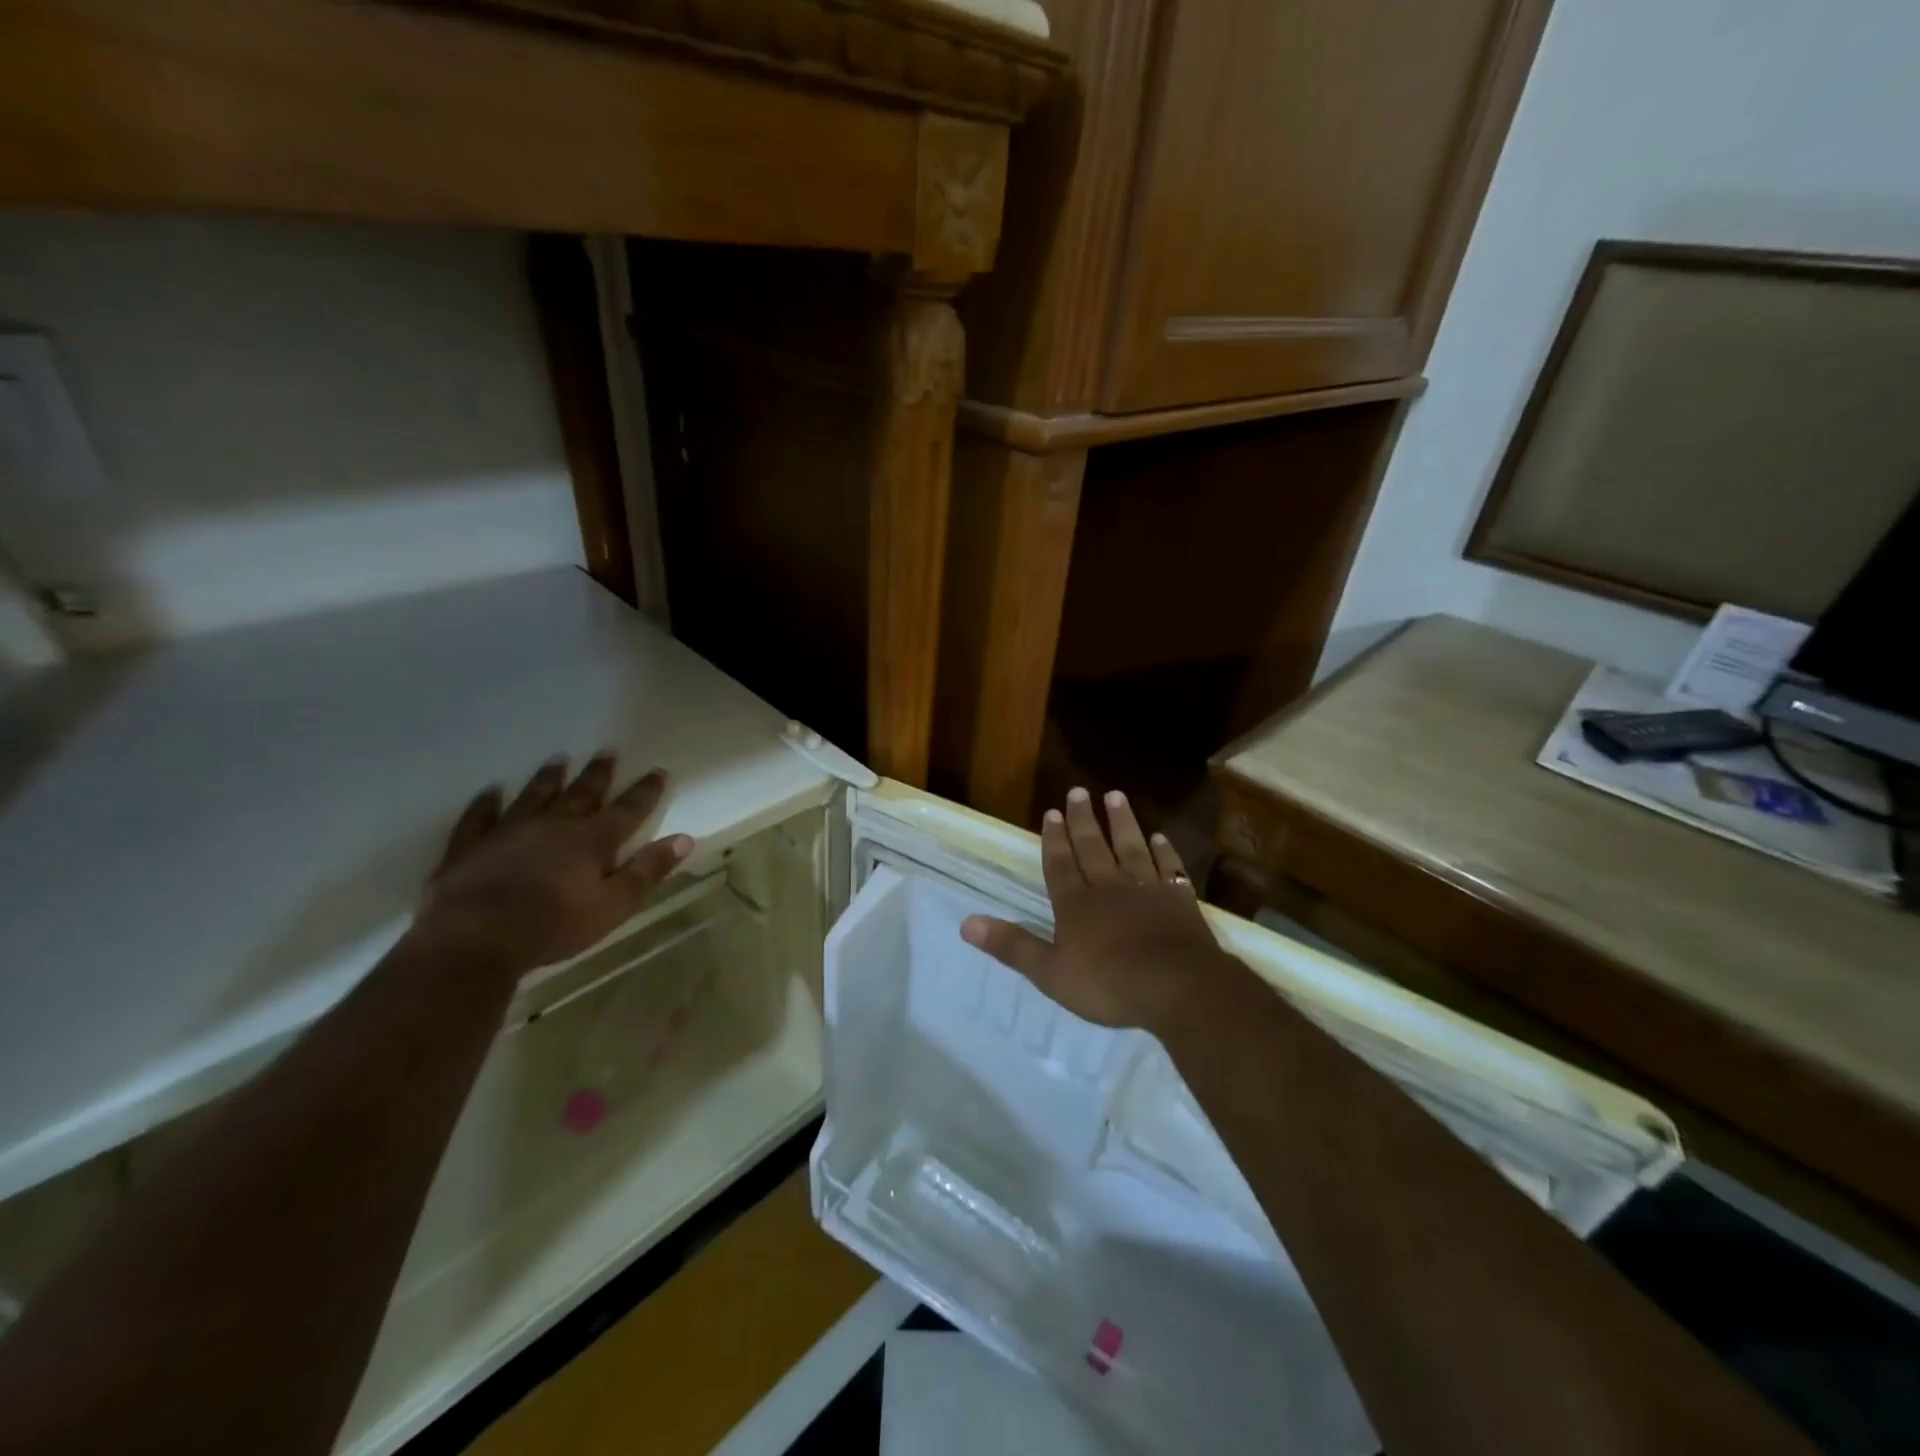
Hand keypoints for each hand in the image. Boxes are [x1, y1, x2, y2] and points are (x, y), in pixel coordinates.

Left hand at [414, 751, 692, 974]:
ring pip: (534, 796)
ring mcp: (508, 832)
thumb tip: (685, 839)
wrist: (472, 940)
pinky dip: (486, 803)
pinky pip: (479, 817)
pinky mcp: (471, 846)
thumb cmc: (553, 926)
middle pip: (581, 794)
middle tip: (608, 751)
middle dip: (598, 774)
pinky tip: (490, 790)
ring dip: (548, 778)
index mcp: (592, 841)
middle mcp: (554, 825)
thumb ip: (648, 871)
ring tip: (559, 759)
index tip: (659, 770)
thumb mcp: (613, 905)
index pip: (628, 810)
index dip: (645, 791)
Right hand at [961, 787, 1243, 1031]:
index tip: (1051, 812)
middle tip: (1079, 791)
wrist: (1176, 988)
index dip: (1054, 839)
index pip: (1060, 864)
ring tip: (1116, 796)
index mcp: (1076, 904)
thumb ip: (1011, 945)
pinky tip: (1160, 838)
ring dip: (1122, 823)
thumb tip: (966, 923)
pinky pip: (1169, 868)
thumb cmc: (1108, 984)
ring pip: (1131, 848)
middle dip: (1083, 820)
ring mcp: (1147, 890)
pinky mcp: (1179, 901)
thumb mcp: (1050, 972)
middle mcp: (1109, 887)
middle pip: (1093, 847)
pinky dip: (1164, 852)